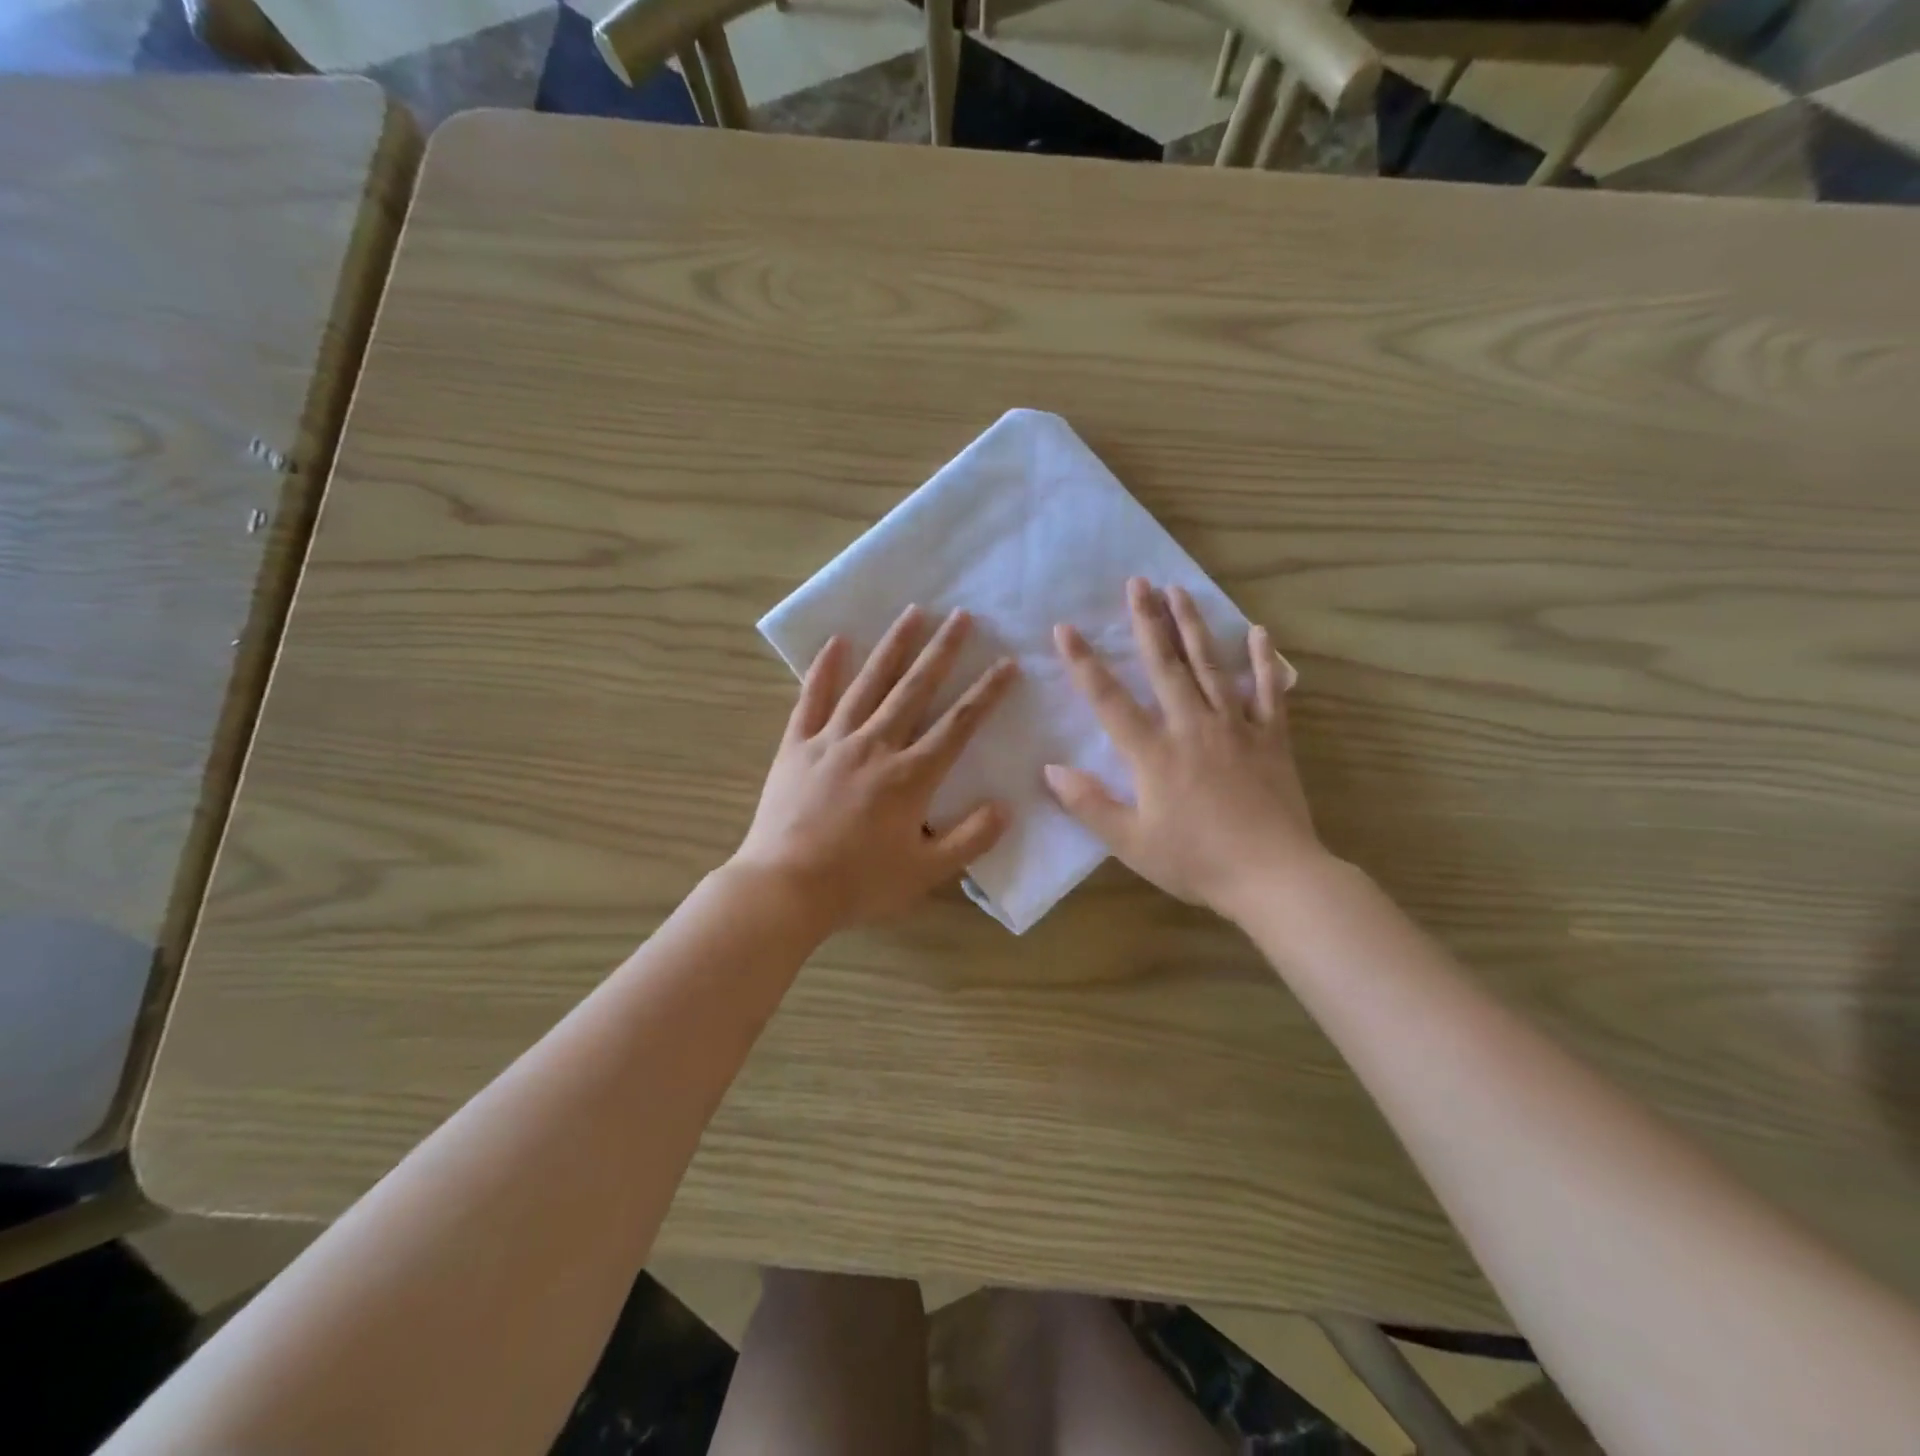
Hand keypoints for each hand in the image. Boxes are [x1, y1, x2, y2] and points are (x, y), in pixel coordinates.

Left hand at [734, 605, 1018, 932]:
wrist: (785, 888)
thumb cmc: (859, 883)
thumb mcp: (926, 872)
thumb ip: (970, 839)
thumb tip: (1005, 807)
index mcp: (911, 776)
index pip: (958, 724)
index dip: (986, 693)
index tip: (1007, 663)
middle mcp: (875, 746)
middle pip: (915, 689)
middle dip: (942, 651)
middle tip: (961, 615)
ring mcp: (832, 740)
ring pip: (868, 683)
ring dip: (893, 646)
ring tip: (912, 612)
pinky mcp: (796, 745)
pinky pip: (812, 699)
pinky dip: (824, 669)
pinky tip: (837, 641)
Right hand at [1045, 578, 1324, 922]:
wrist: (1273, 877)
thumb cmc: (1196, 862)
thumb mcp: (1131, 843)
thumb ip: (1089, 804)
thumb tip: (1050, 770)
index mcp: (1153, 753)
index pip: (1109, 700)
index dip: (1083, 663)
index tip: (1065, 629)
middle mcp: (1192, 727)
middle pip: (1165, 665)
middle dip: (1148, 621)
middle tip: (1138, 582)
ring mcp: (1236, 728)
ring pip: (1211, 666)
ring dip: (1193, 626)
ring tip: (1180, 590)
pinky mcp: (1271, 738)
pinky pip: (1269, 691)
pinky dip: (1263, 661)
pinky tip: (1258, 633)